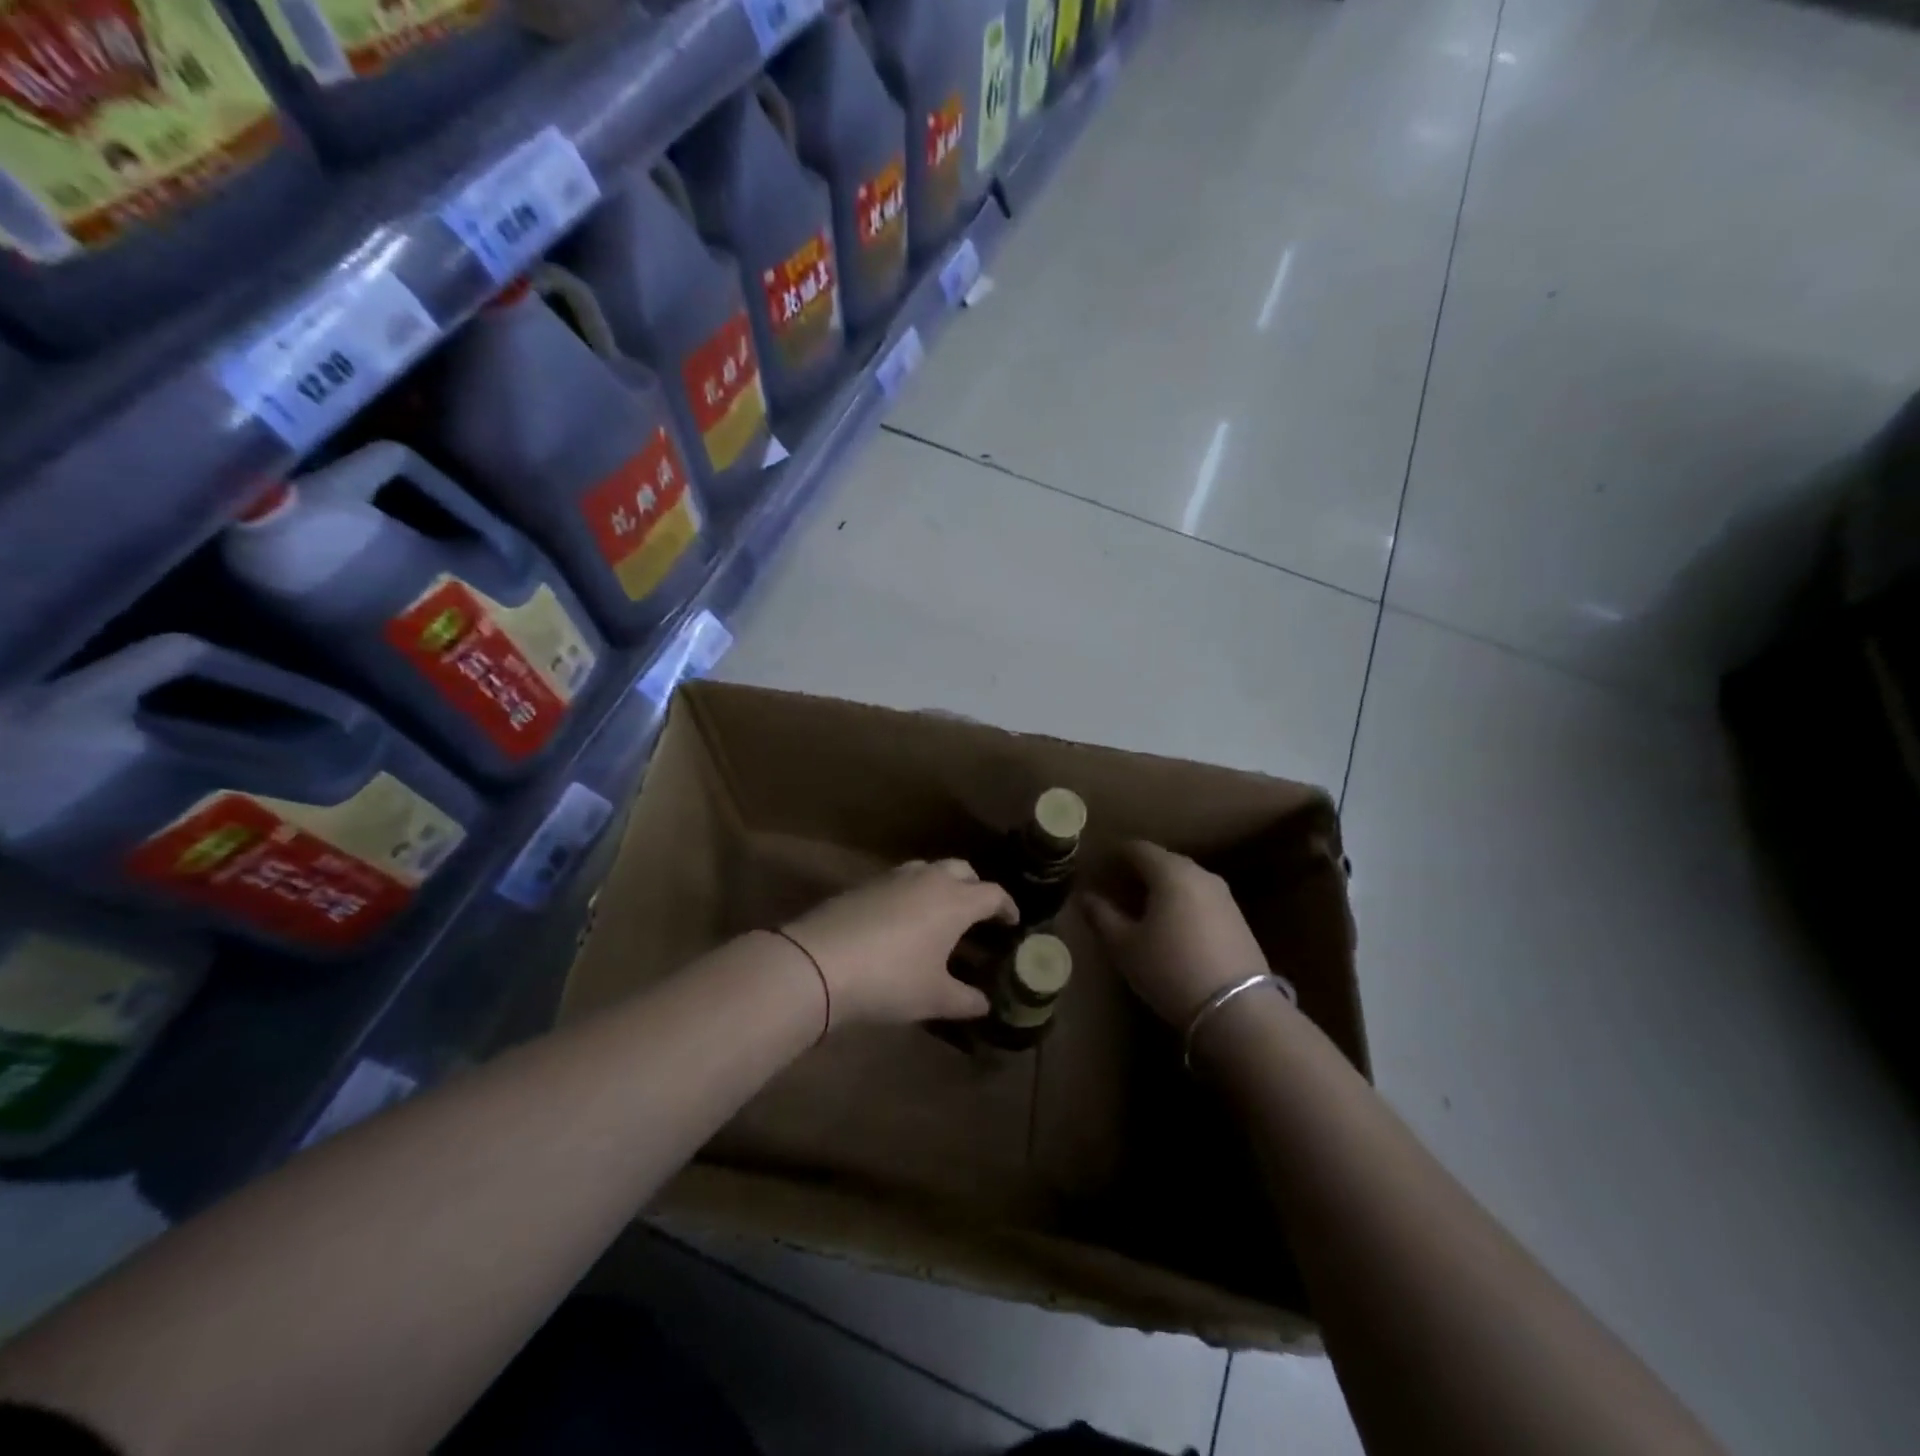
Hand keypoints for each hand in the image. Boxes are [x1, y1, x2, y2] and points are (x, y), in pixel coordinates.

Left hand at [782, 860, 1016, 1027]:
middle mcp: (929, 879)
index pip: (993, 894)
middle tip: (977, 915)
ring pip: (928, 870)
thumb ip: (965, 1000)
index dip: (1006, 907)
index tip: (1012, 923)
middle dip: (975, 888)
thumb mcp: (934, 997)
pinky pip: (900, 881)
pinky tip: (902, 922)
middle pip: (962, 870)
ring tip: (939, 916)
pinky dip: (911, 894)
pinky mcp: (864, 885)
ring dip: (941, 886)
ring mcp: (893, 878)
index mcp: (955, 900)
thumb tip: (983, 1004)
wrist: (820, 963)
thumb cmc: (891, 979)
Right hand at [1082, 841, 1268, 1026]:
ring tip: (1141, 909)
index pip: (1138, 848)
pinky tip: (1171, 926)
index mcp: (1170, 872)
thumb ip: (1102, 916)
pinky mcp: (1238, 918)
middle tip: (1116, 888)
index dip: (1115, 855)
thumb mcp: (1125, 946)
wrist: (1238, 1009)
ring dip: (1161, 887)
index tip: (1099, 868)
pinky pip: (1200, 898)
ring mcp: (1223, 895)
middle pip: (1163, 861)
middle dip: (1138, 870)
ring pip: (1184, 880)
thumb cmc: (1170, 970)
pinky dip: (1181, 903)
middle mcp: (1200, 874)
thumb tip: (1085, 897)